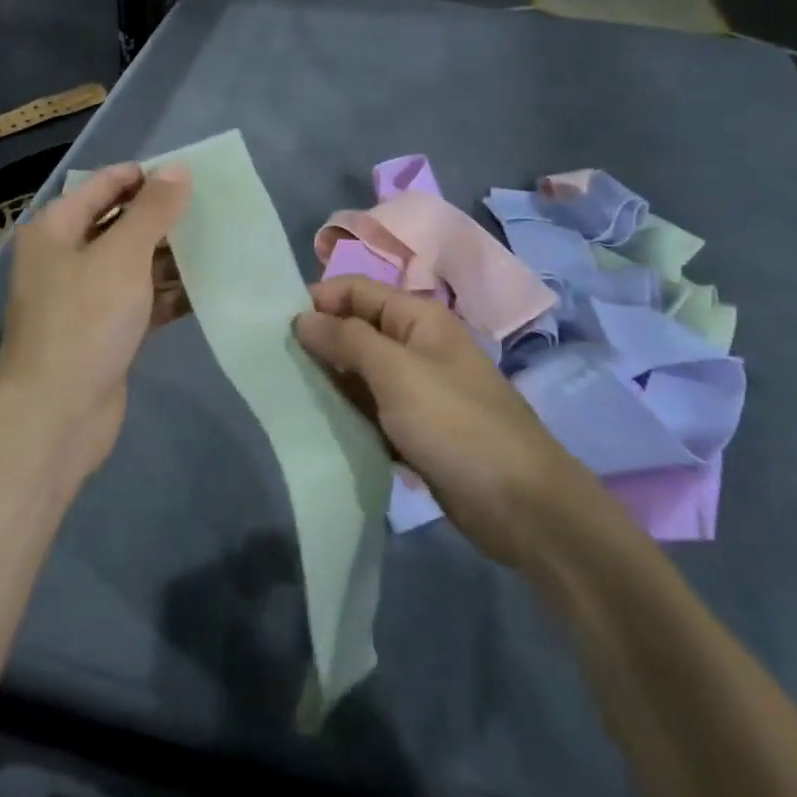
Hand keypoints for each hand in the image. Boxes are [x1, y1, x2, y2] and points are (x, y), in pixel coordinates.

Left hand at [0, 162, 190, 475]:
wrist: (56, 414)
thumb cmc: (84, 321)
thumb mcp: (122, 256)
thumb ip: (152, 210)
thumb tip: (178, 169)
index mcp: (56, 229)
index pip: (104, 185)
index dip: (145, 177)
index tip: (191, 176)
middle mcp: (66, 257)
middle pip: (120, 224)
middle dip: (164, 218)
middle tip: (214, 210)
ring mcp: (85, 298)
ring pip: (134, 265)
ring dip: (171, 257)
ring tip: (220, 244)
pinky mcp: (104, 332)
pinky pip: (141, 301)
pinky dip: (169, 295)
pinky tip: (209, 289)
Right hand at [294, 276, 595, 565]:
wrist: (521, 505)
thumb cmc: (456, 424)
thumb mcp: (396, 373)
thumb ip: (346, 340)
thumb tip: (302, 317)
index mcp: (417, 317)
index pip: (356, 290)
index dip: (318, 302)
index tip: (277, 329)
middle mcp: (415, 345)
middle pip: (355, 330)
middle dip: (319, 343)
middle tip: (275, 366)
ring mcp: (416, 389)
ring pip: (359, 373)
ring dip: (329, 381)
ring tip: (287, 394)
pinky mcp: (414, 428)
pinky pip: (370, 409)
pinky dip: (347, 413)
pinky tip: (317, 424)